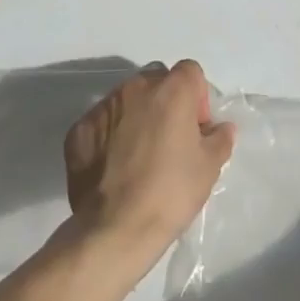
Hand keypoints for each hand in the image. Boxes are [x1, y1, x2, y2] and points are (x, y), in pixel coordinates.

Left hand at [64, 60, 235, 273]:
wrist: (115, 229)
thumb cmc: (170, 193)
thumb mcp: (209, 167)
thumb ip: (220, 138)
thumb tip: (220, 128)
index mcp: (171, 90)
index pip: (190, 72)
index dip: (197, 97)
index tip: (195, 129)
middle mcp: (135, 88)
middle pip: (157, 81)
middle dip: (166, 101)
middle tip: (169, 140)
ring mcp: (103, 107)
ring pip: (126, 99)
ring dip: (137, 116)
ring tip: (139, 155)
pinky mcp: (79, 129)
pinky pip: (101, 122)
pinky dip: (109, 135)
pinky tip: (114, 167)